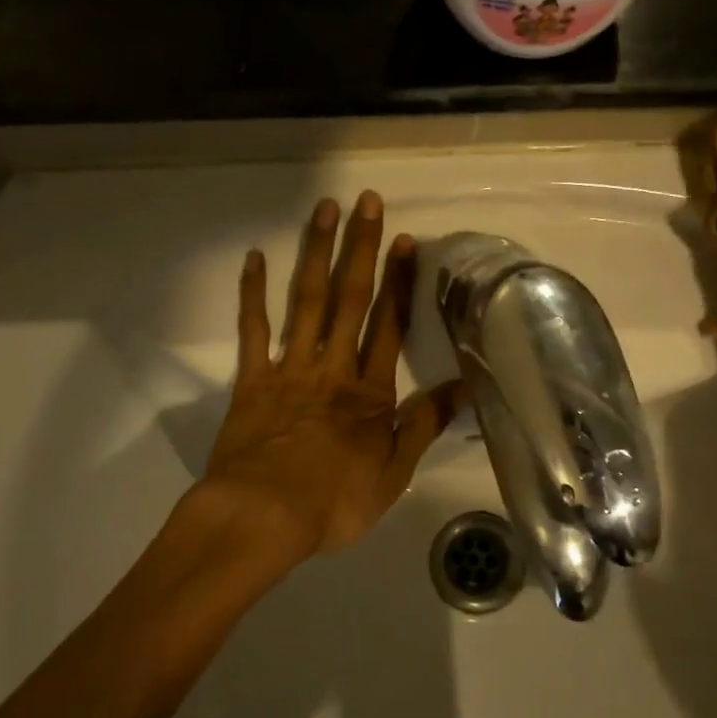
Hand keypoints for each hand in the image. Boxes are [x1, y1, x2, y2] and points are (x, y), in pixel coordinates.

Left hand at [193, 192, 461, 560]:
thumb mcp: (394, 472)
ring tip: (324, 210)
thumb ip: (424, 425)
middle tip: (366, 201)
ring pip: (306, 301)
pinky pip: (253, 329)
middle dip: (361, 248)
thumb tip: (464, 388)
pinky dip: (253, 293)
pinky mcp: (252, 379)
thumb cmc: (334, 500)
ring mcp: (290, 368)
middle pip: (350, 298)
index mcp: (369, 390)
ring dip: (316, 253)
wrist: (263, 516)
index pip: (389, 324)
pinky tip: (255, 257)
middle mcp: (332, 366)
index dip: (400, 281)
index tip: (405, 240)